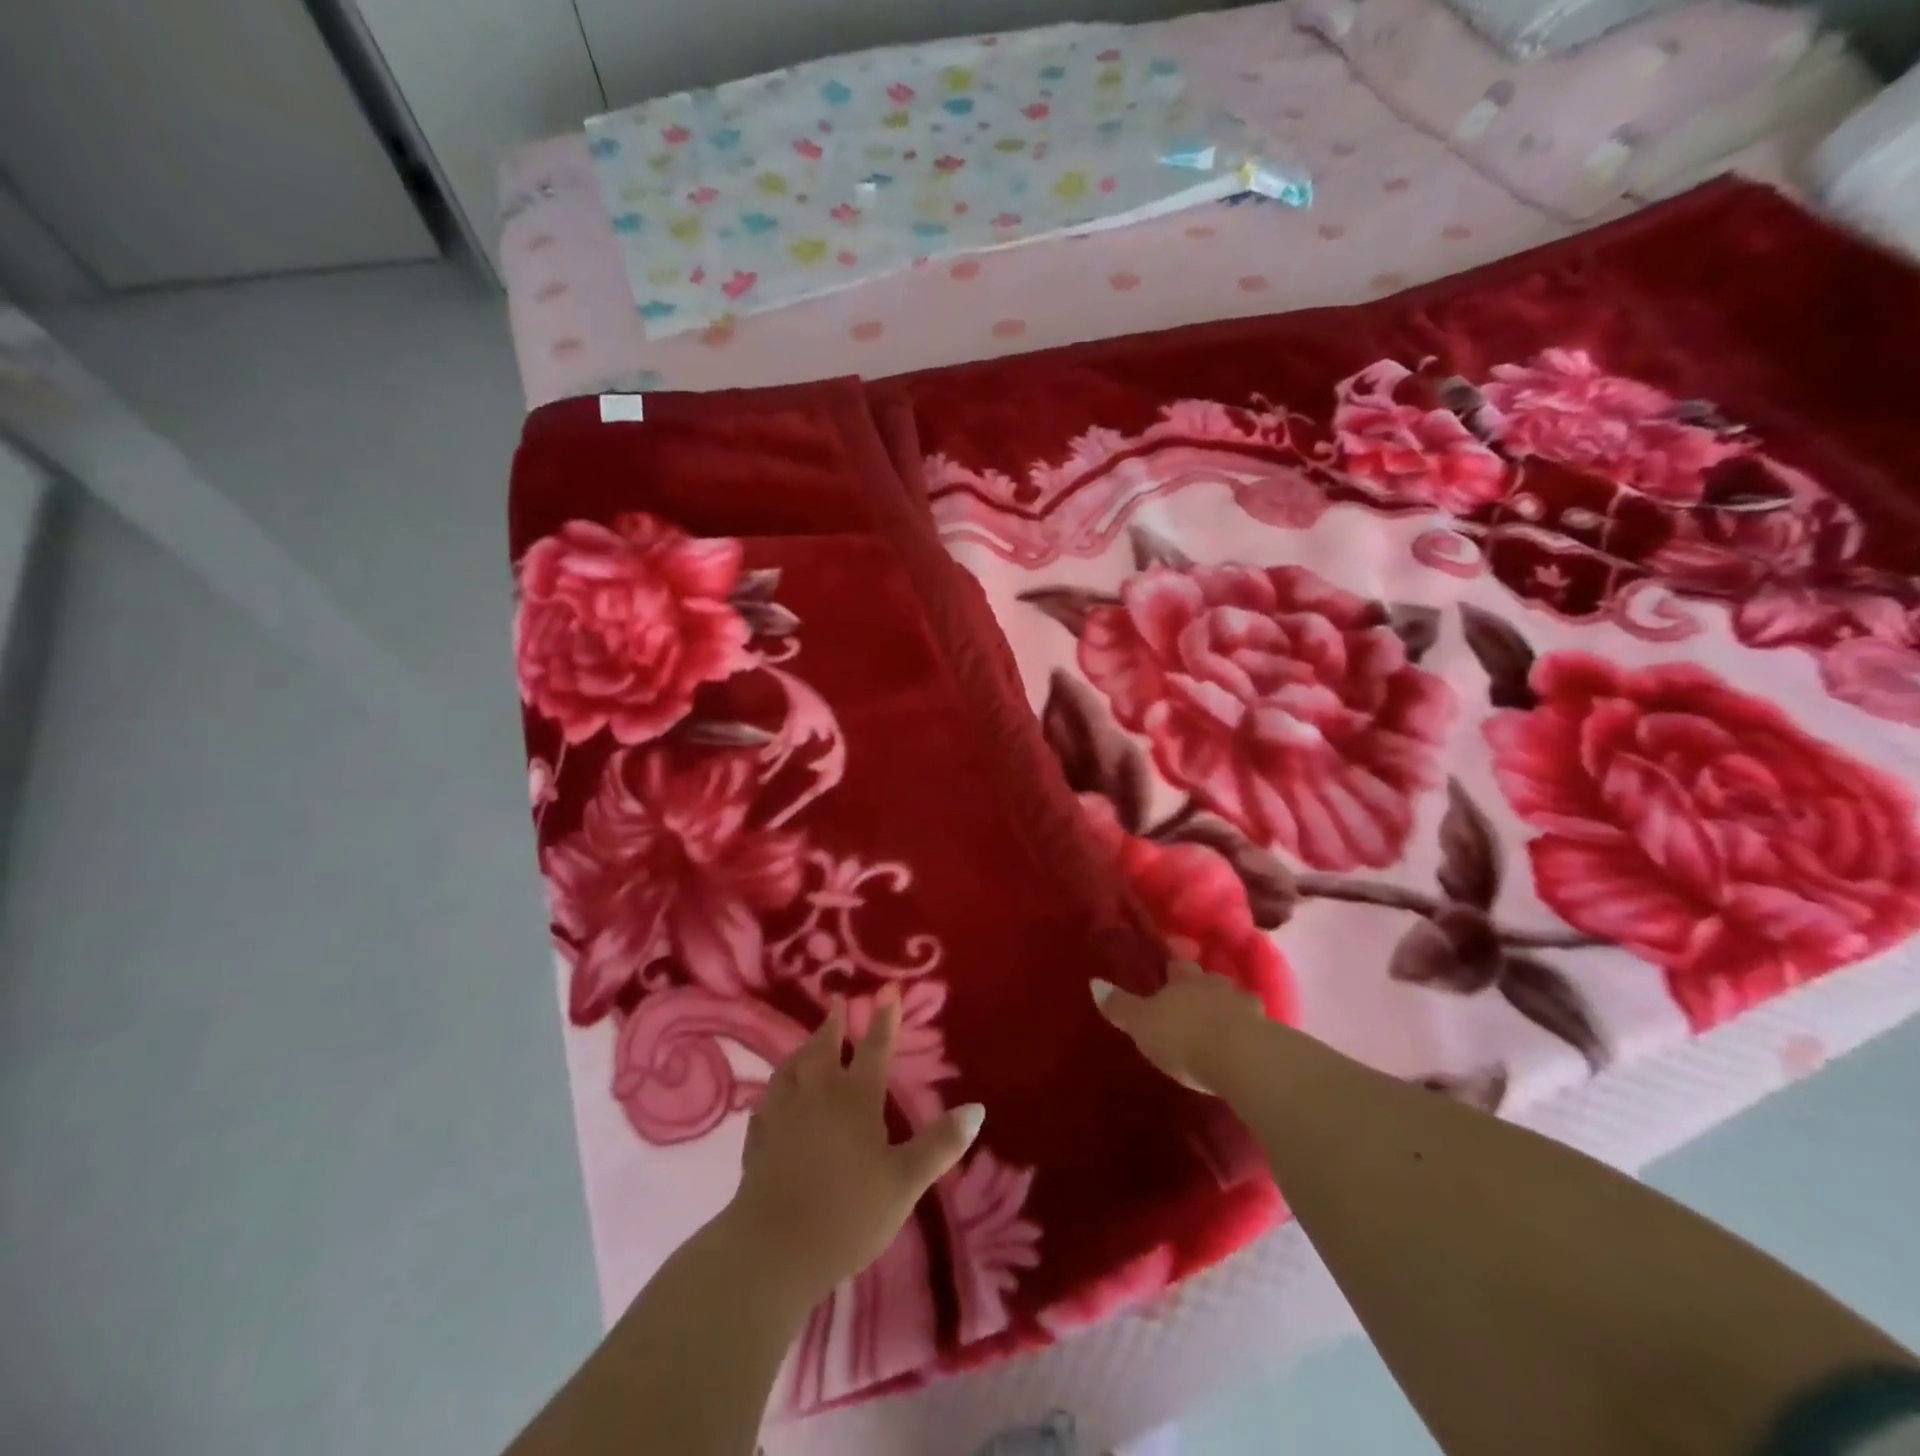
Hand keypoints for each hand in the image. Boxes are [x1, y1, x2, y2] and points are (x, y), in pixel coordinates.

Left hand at [725, 987, 984, 1309]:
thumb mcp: (904, 1182)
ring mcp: (783, 1115)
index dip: (884, 1019)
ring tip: (807, 1043)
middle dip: (834, 1023)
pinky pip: (767, 1102)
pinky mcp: (758, 1140)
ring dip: (803, 1049)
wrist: (772, 1251)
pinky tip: (773, 1098)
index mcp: (855, 1099)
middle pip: (824, 1048)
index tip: (887, 989)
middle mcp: (817, 1095)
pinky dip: (775, 1090)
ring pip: (791, 1068)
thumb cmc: (848, 1214)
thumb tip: (977, 1108)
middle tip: (838, 1001)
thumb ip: (939, 1144)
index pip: (874, 1049)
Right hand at [1092, 961, 1270, 1095]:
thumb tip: (1093, 982)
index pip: (1177, 965)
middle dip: (1203, 986)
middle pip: (1209, 979)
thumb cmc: (1184, 1036)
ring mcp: (1246, 1007)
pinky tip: (1244, 1044)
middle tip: (1194, 998)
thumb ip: (1120, 1005)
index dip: (1173, 967)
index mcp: (1184, 979)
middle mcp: (1216, 985)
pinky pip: (1256, 1027)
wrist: (1242, 1059)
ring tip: (1221, 1023)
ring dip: (1229, 1008)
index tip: (1170, 968)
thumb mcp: (1142, 1024)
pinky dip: (1249, 1032)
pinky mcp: (1269, 1034)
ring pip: (1235, 1000)